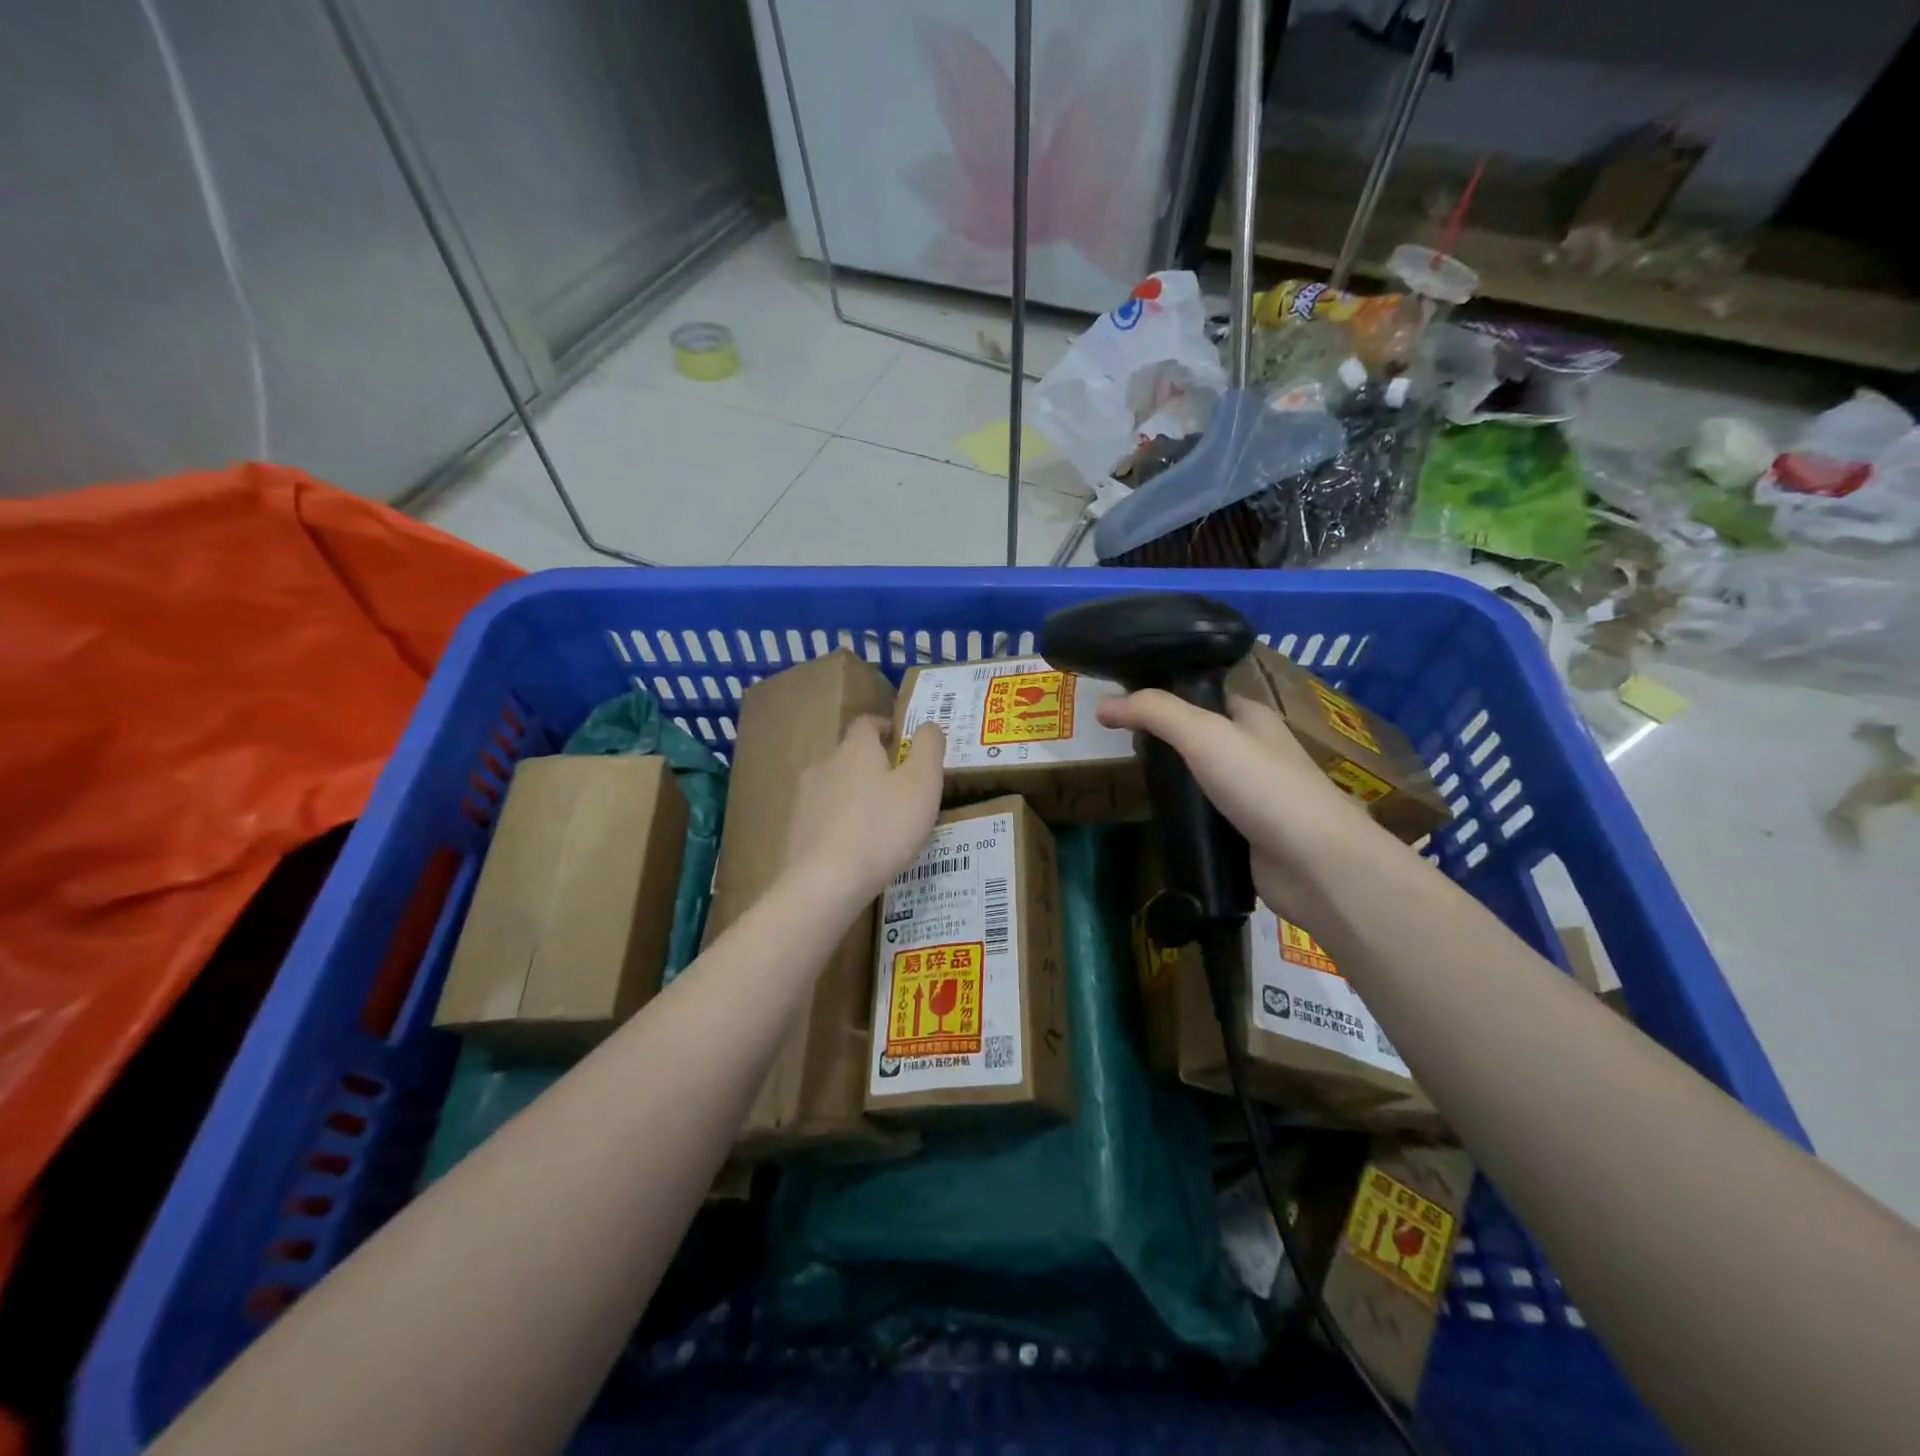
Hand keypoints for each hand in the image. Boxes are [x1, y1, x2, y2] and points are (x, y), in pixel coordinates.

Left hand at [783, 716, 945, 902]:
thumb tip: (928, 725)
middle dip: (872, 765)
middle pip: (849, 755)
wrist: (826, 882)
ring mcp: (805, 797)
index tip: (902, 744)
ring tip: (878, 821)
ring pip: (834, 786)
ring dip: (854, 794)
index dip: (885, 728)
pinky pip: (823, 816)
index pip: (867, 723)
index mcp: (855, 749)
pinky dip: (840, 822)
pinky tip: (856, 847)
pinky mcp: (796, 829)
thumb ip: (929, 748)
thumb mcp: (923, 784)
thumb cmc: (883, 828)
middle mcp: (824, 764)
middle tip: (899, 788)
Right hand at [1095, 689, 1385, 908]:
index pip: (1201, 697)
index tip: (1122, 710)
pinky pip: (1206, 819)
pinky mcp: (1246, 836)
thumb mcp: (1203, 734)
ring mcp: (1252, 797)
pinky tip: (1158, 822)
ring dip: (1172, 785)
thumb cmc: (1262, 786)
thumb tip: (1101, 705)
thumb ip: (1154, 713)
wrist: (1314, 863)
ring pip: (1200, 781)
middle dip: (1162, 744)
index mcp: (1251, 718)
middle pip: (1197, 739)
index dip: (1164, 699)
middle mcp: (1254, 752)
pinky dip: (1184, 819)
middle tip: (1121, 750)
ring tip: (1133, 785)